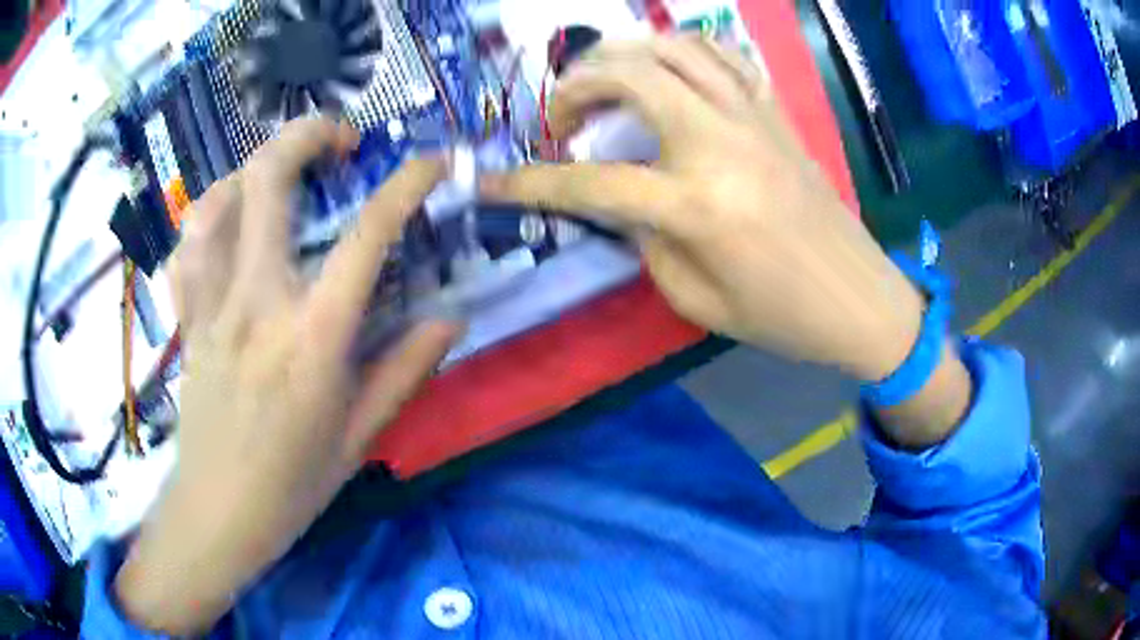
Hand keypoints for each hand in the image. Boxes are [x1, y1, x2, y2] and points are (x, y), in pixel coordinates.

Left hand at [115, 118, 457, 633]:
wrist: (218, 512)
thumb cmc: (292, 485)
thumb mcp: (359, 437)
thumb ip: (406, 370)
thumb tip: (452, 318)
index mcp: (313, 336)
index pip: (368, 235)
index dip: (407, 184)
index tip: (432, 163)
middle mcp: (257, 302)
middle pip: (269, 180)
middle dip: (308, 134)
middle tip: (339, 140)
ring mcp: (212, 305)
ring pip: (217, 201)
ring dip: (253, 171)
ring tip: (279, 179)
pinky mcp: (187, 318)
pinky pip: (187, 246)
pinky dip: (208, 219)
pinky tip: (227, 225)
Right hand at [483, 36, 923, 381]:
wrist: (859, 298)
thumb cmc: (782, 315)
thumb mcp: (695, 300)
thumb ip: (646, 241)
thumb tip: (624, 200)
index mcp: (696, 205)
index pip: (591, 182)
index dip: (528, 183)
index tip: (487, 182)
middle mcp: (720, 142)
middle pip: (630, 74)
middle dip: (575, 86)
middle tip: (561, 119)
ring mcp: (753, 117)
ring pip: (674, 46)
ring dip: (625, 55)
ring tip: (607, 84)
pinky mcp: (776, 111)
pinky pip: (724, 55)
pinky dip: (684, 51)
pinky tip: (669, 73)